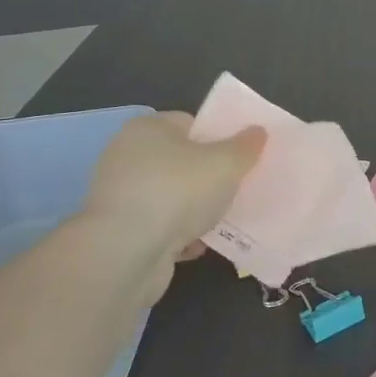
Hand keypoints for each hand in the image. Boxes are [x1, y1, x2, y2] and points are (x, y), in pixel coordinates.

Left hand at [82, 111, 265, 259]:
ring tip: (221, 221)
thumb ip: (246, 146)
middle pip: (181, 161)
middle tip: (236, 190)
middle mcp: (127, 155)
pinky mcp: (118, 230)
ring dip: (195, 210)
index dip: (218, 139)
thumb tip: (257, 131)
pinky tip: (197, 246)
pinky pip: (159, 226)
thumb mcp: (226, 163)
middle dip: (209, 178)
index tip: (239, 159)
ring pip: (171, 197)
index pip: (191, 123)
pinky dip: (178, 235)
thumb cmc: (177, 192)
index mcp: (148, 128)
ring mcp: (120, 195)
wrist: (126, 253)